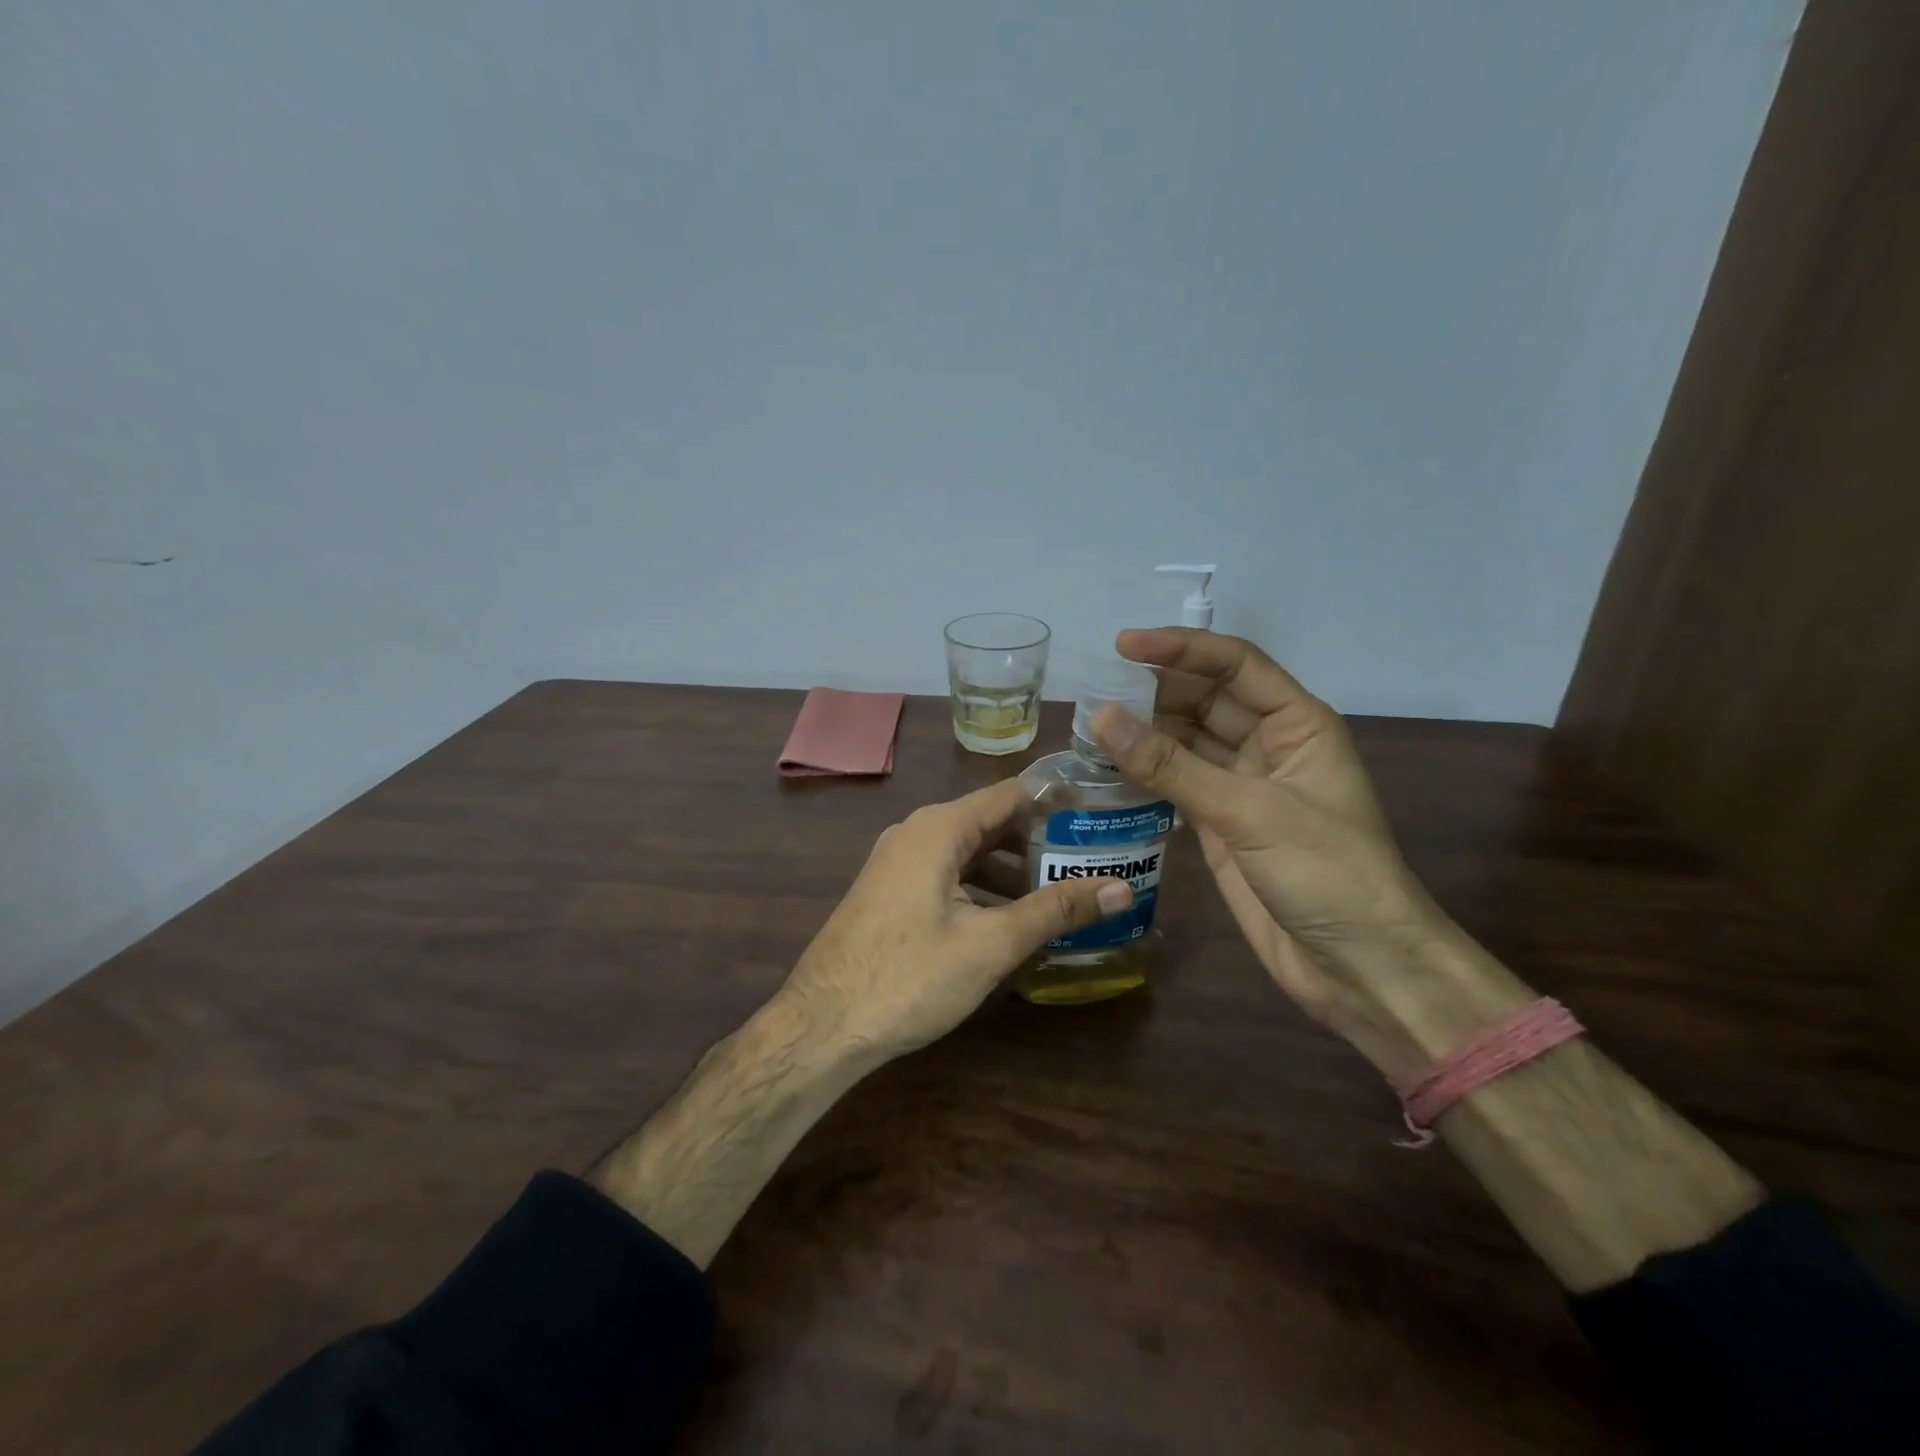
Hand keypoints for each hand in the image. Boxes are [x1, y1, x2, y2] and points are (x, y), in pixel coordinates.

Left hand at [777, 778, 1132, 1059]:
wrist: (821, 1026)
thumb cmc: (909, 977)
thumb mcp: (991, 944)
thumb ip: (1056, 910)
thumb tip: (1122, 889)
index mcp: (939, 828)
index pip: (1012, 794)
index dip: (1060, 802)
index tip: (1105, 816)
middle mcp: (917, 833)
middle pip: (992, 822)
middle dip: (1042, 841)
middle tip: (1096, 859)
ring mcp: (900, 863)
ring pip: (970, 853)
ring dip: (1014, 871)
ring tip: (1066, 894)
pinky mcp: (893, 893)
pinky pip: (949, 875)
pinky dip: (984, 889)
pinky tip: (1014, 921)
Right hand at [1092, 628, 1445, 1074]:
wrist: (1358, 966)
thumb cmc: (1327, 875)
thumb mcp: (1250, 812)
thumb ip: (1172, 766)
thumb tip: (1102, 718)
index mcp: (1297, 724)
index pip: (1234, 665)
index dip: (1180, 649)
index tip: (1123, 645)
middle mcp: (1268, 746)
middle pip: (1205, 699)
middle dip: (1155, 689)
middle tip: (1095, 687)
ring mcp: (1241, 786)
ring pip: (1185, 741)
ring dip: (1144, 731)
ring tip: (1089, 723)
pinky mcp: (1219, 824)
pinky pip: (1174, 784)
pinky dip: (1143, 774)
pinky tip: (1106, 767)